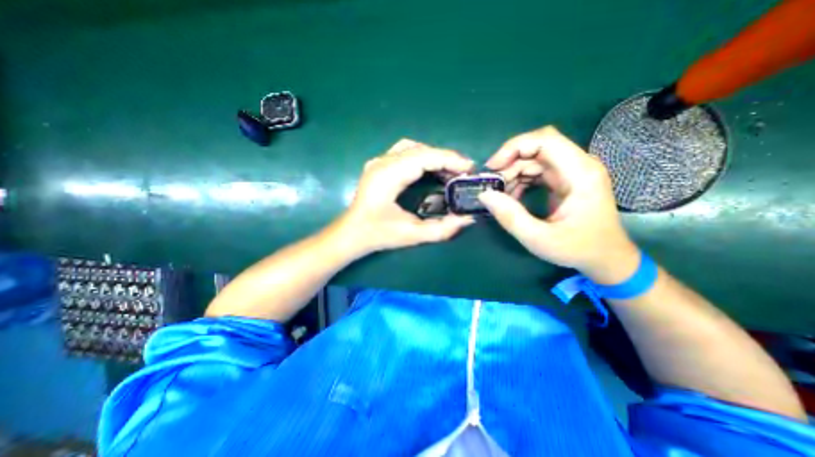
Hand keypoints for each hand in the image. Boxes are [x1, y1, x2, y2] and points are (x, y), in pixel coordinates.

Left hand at [335, 137, 478, 254]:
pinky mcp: (379, 165)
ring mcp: (378, 161)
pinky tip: (431, 170)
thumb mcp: (411, 235)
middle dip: (446, 159)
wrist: (350, 234)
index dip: (450, 160)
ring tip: (450, 172)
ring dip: (435, 157)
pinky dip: (423, 158)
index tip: (470, 169)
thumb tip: (467, 219)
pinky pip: (405, 152)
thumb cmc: (377, 234)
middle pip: (421, 150)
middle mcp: (382, 162)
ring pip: (414, 148)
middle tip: (464, 174)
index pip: (425, 157)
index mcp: (388, 175)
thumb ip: (441, 229)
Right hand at [480, 126, 642, 280]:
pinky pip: (536, 172)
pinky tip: (511, 198)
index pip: (546, 140)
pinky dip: (519, 181)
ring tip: (499, 195)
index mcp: (580, 173)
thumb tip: (485, 195)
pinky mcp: (564, 181)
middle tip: (492, 186)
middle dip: (509, 163)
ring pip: (533, 160)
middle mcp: (578, 166)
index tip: (492, 167)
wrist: (605, 258)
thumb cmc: (578, 249)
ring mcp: (571, 173)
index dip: (515, 147)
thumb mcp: (539, 238)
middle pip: (537, 148)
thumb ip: (510, 217)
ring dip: (512, 174)